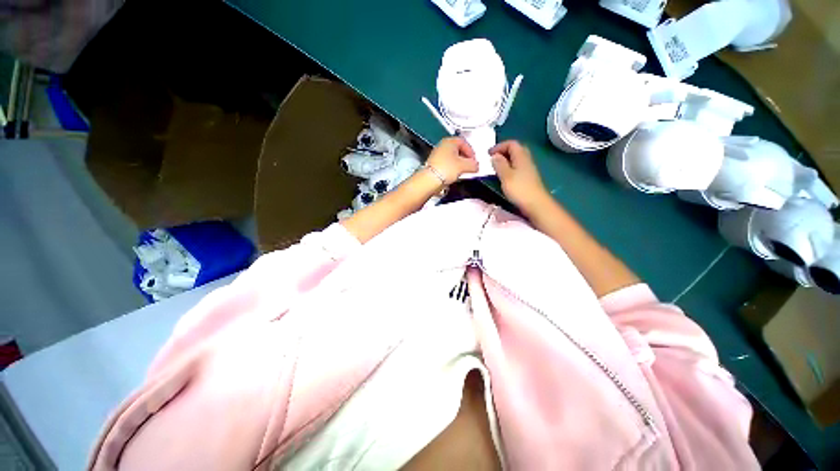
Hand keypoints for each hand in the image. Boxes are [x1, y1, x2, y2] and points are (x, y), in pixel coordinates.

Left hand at [426, 137, 478, 183]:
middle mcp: (442, 146)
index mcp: (449, 141)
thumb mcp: (464, 166)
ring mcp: (437, 155)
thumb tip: (476, 166)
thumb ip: (473, 164)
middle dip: (465, 158)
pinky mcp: (435, 164)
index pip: (464, 143)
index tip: (474, 160)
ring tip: (463, 172)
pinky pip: (447, 164)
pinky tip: (455, 175)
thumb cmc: (446, 168)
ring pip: (452, 158)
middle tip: (470, 166)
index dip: (471, 151)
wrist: (430, 179)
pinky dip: (453, 168)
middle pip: (458, 150)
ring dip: (459, 164)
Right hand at [490, 141, 550, 213]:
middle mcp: (526, 160)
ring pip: (517, 159)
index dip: (499, 146)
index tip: (488, 154)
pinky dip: (509, 168)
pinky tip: (504, 177)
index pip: (511, 143)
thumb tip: (495, 156)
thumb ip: (499, 164)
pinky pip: (517, 167)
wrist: (536, 204)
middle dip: (503, 151)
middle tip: (493, 159)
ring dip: (506, 160)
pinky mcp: (528, 178)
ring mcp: (529, 169)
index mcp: (521, 157)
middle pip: (516, 149)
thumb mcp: (506, 176)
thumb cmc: (519, 189)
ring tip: (496, 168)